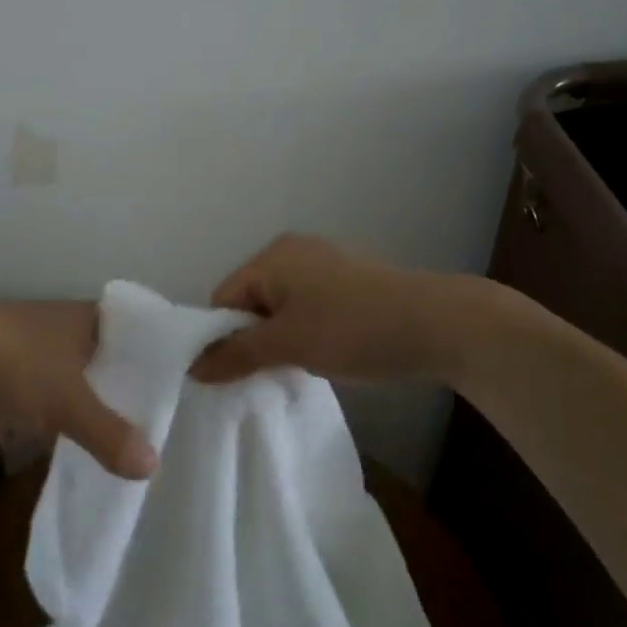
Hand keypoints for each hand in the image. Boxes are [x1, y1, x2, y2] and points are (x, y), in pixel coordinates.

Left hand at [0, 295, 157, 479]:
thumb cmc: (14, 363)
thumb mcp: (68, 402)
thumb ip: (109, 434)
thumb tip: (152, 467)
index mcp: (89, 319)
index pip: (135, 332)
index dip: (154, 357)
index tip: (176, 387)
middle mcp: (63, 325)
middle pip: (102, 357)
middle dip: (117, 388)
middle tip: (147, 422)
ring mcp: (29, 343)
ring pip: (67, 376)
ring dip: (79, 402)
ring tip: (107, 437)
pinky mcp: (0, 364)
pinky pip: (34, 391)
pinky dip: (43, 414)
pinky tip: (50, 441)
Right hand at [189, 234, 451, 385]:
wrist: (434, 324)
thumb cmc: (351, 329)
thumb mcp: (287, 344)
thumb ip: (236, 354)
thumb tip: (192, 367)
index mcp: (272, 256)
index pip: (223, 297)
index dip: (222, 337)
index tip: (234, 374)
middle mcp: (293, 250)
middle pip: (251, 300)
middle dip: (252, 338)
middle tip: (264, 375)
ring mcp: (324, 263)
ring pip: (281, 306)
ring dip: (280, 338)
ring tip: (295, 368)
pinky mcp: (348, 280)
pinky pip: (308, 306)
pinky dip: (305, 330)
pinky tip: (322, 354)